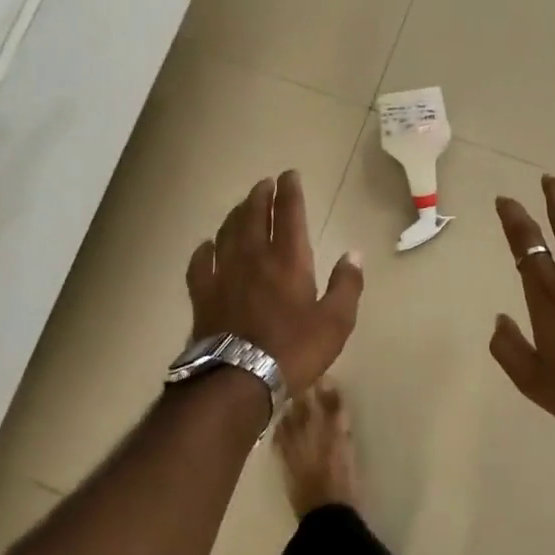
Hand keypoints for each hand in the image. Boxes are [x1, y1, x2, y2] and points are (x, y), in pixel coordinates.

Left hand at [187, 171, 363, 392]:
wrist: (238, 378)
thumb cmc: (294, 350)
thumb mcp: (336, 322)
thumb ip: (346, 285)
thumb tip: (354, 254)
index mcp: (289, 260)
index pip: (289, 215)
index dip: (289, 192)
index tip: (289, 175)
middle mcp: (254, 257)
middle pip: (254, 216)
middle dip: (260, 196)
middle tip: (264, 183)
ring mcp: (224, 274)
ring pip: (227, 232)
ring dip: (235, 214)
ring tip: (241, 205)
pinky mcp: (203, 294)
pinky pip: (200, 263)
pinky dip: (205, 249)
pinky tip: (207, 245)